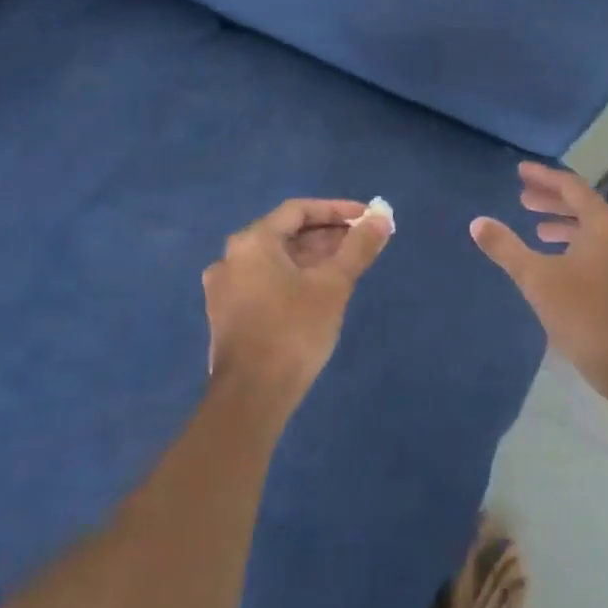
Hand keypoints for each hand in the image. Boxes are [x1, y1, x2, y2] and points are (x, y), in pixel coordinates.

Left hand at [203, 199, 392, 403]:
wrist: (252, 397)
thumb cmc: (294, 331)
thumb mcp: (333, 285)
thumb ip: (358, 247)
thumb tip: (382, 218)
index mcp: (252, 242)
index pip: (298, 210)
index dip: (336, 210)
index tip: (367, 217)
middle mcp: (231, 257)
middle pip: (285, 233)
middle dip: (327, 235)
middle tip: (363, 241)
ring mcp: (225, 288)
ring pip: (276, 260)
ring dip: (313, 257)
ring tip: (349, 264)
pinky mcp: (228, 314)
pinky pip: (266, 281)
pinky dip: (294, 277)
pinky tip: (320, 290)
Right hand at [471, 163, 607, 393]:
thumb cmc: (583, 314)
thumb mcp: (536, 278)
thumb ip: (505, 247)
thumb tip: (477, 222)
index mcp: (604, 222)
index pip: (570, 186)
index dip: (542, 177)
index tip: (519, 172)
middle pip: (584, 205)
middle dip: (552, 200)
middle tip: (522, 198)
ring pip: (595, 228)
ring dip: (565, 224)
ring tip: (537, 229)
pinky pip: (604, 247)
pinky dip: (579, 244)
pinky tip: (562, 261)